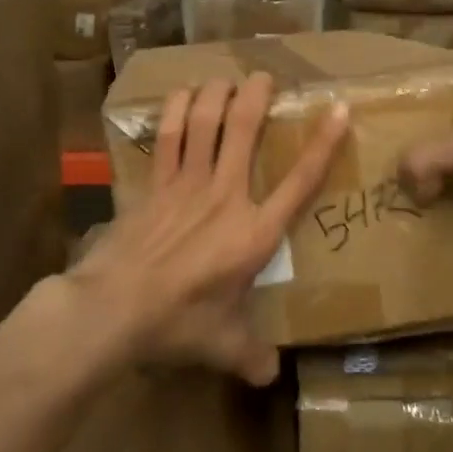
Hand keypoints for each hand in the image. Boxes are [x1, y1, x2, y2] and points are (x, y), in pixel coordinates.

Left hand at [68, 72, 348, 384]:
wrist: (114, 307)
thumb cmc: (177, 323)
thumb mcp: (222, 345)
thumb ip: (251, 356)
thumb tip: (271, 376)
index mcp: (254, 233)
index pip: (299, 182)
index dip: (323, 145)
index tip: (338, 109)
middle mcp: (225, 197)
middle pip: (245, 131)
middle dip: (257, 97)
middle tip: (265, 75)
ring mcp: (185, 185)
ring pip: (204, 123)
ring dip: (217, 95)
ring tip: (225, 78)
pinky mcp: (153, 185)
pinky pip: (166, 138)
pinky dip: (174, 111)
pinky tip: (180, 93)